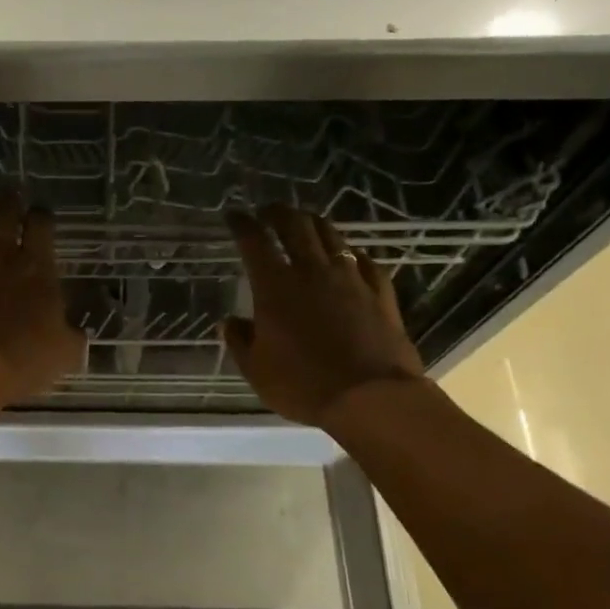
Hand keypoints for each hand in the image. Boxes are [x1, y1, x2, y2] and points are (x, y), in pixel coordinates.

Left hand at [0, 196, 84, 404]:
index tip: (40, 217)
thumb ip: (72, 334)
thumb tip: (75, 330)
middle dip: (10, 200)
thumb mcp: (65, 353)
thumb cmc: (21, 363)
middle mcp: (0, 254)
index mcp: (37, 268)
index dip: (42, 216)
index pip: (42, 224)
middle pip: (5, 211)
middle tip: (10, 196)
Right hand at [224, 207, 423, 426]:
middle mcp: (312, 272)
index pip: (254, 241)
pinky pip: (366, 262)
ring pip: (331, 236)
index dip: (242, 223)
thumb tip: (229, 322)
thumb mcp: (256, 370)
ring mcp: (351, 279)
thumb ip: (240, 341)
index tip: (235, 215)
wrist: (371, 397)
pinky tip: (351, 256)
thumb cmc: (303, 384)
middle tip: (269, 210)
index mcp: (275, 287)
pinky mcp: (380, 293)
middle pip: (295, 226)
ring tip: (305, 222)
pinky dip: (353, 254)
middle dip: (278, 212)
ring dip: (314, 223)